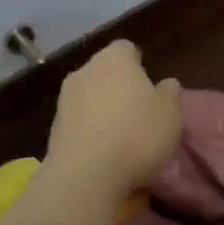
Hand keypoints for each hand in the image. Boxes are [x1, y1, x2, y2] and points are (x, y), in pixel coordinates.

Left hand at [44, 41, 181, 197]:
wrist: (85, 175)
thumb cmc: (137, 135)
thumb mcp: (171, 114)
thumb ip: (169, 93)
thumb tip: (165, 84)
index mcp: (114, 58)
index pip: (127, 49)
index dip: (139, 65)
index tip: (150, 86)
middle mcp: (85, 70)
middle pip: (105, 72)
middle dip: (119, 87)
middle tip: (139, 112)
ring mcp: (64, 99)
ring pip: (89, 96)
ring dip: (102, 110)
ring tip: (121, 137)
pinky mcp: (53, 128)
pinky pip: (78, 122)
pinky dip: (89, 131)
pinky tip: (103, 153)